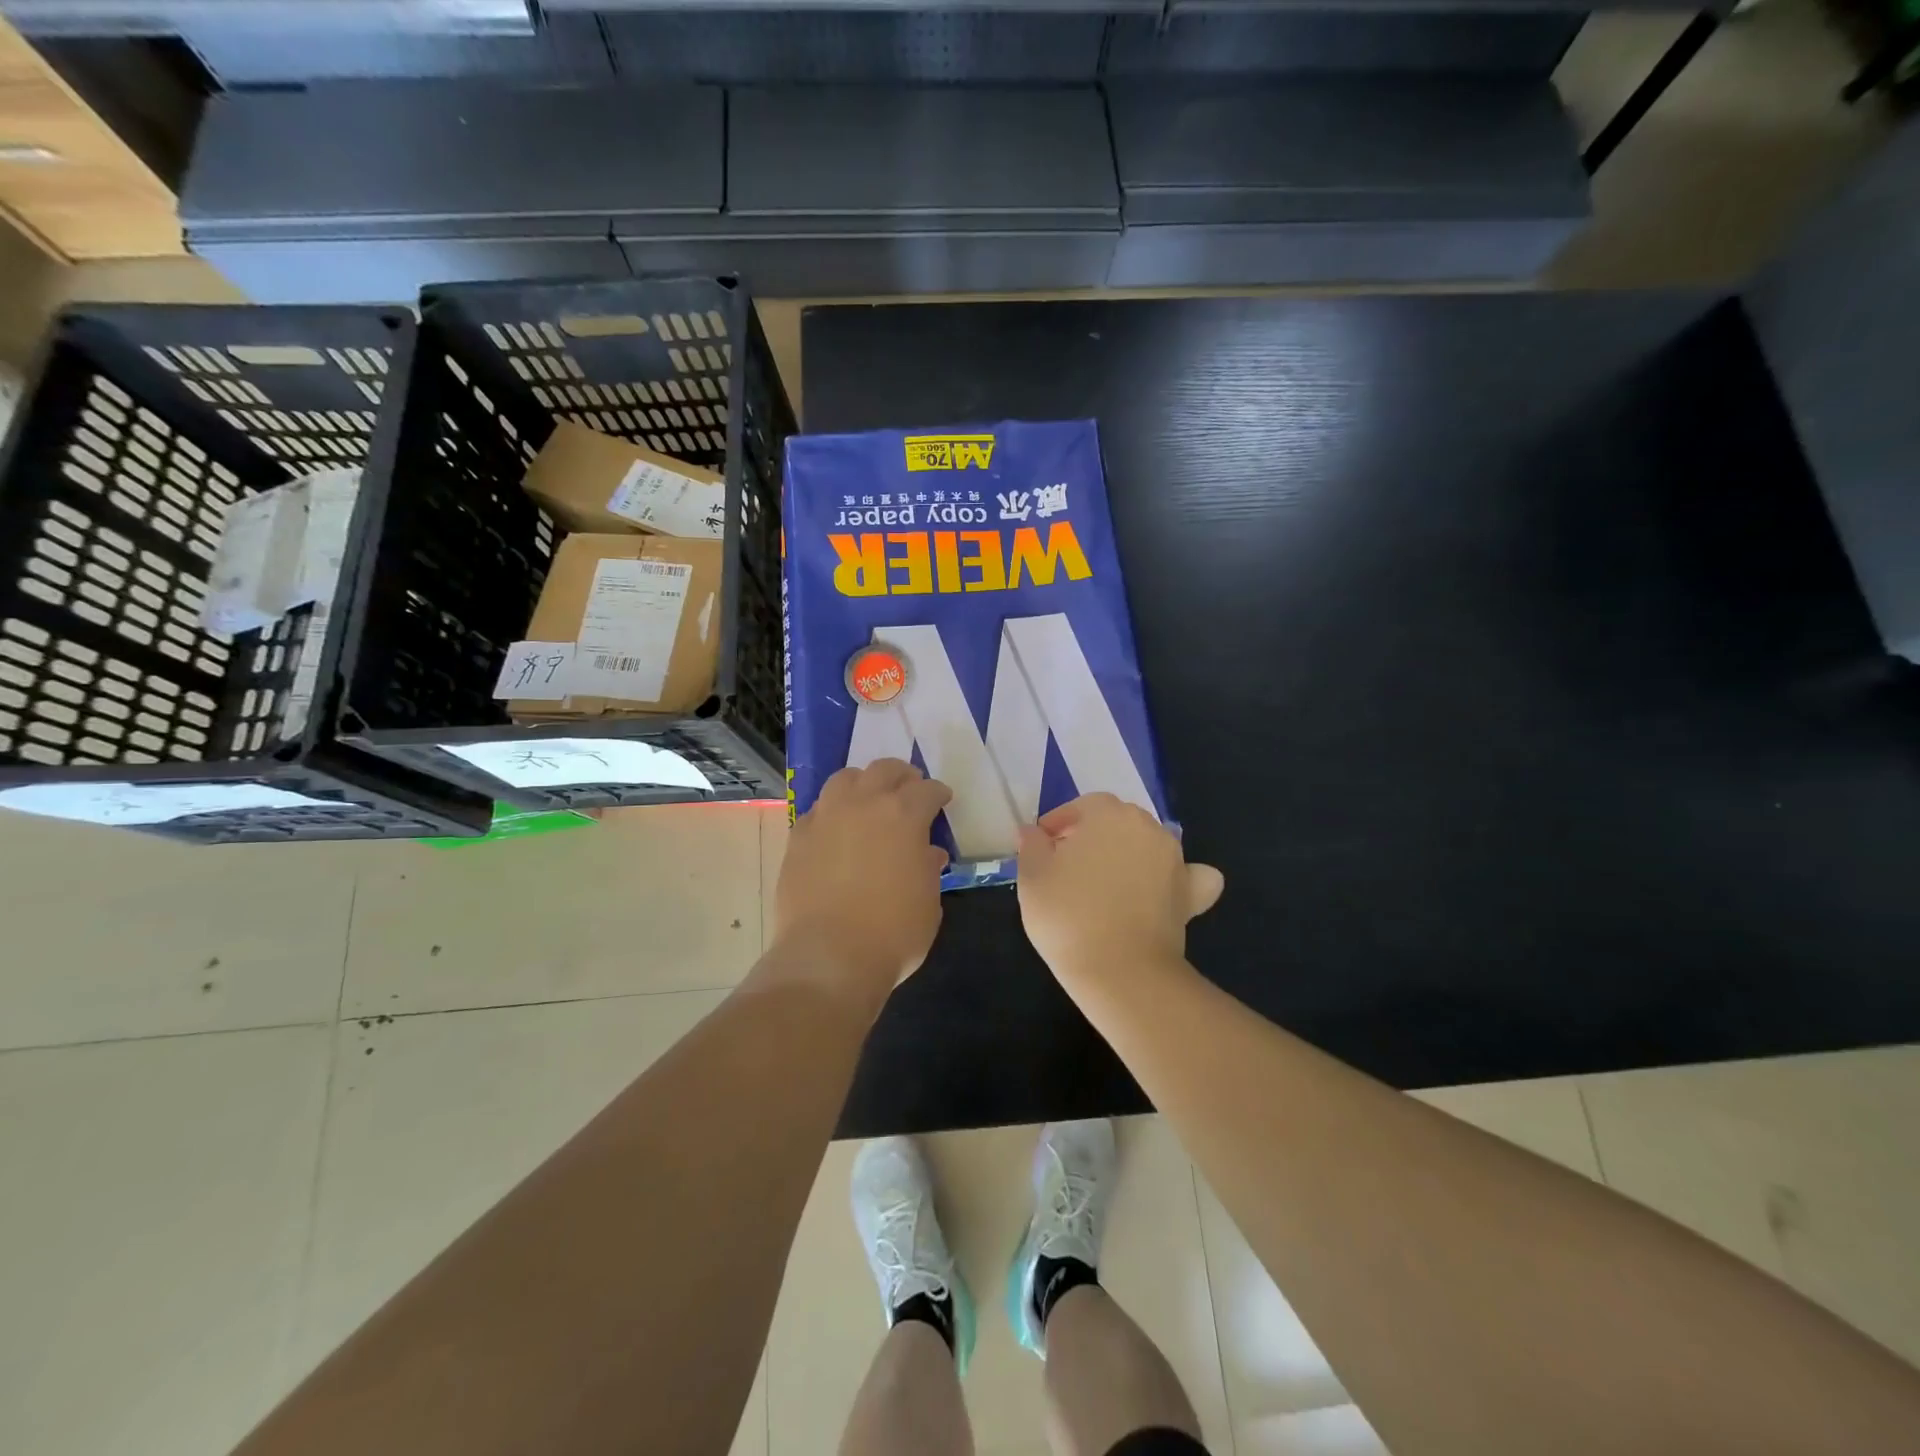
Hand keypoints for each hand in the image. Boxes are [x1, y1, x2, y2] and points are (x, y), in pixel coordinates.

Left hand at [772, 759, 952, 999]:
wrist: (829, 956)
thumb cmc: (893, 932)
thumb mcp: (928, 903)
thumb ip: (928, 870)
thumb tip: (926, 854)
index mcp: (904, 815)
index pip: (927, 790)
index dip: (937, 794)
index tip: (942, 800)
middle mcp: (864, 804)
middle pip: (884, 770)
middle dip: (901, 776)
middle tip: (908, 789)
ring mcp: (826, 817)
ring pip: (845, 779)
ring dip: (863, 784)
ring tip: (868, 800)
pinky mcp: (797, 836)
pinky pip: (818, 810)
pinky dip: (832, 812)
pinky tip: (836, 830)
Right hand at [1016, 794, 1223, 987]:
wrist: (1120, 971)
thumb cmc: (1068, 916)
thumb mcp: (1032, 877)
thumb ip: (1032, 846)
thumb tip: (1033, 832)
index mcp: (1107, 813)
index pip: (1080, 807)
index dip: (1058, 824)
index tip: (1042, 847)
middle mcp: (1146, 826)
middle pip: (1115, 821)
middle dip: (1092, 836)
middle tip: (1068, 867)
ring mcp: (1174, 859)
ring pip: (1147, 843)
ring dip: (1128, 854)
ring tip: (1106, 884)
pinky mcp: (1190, 893)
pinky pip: (1189, 875)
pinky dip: (1177, 878)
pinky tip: (1163, 890)